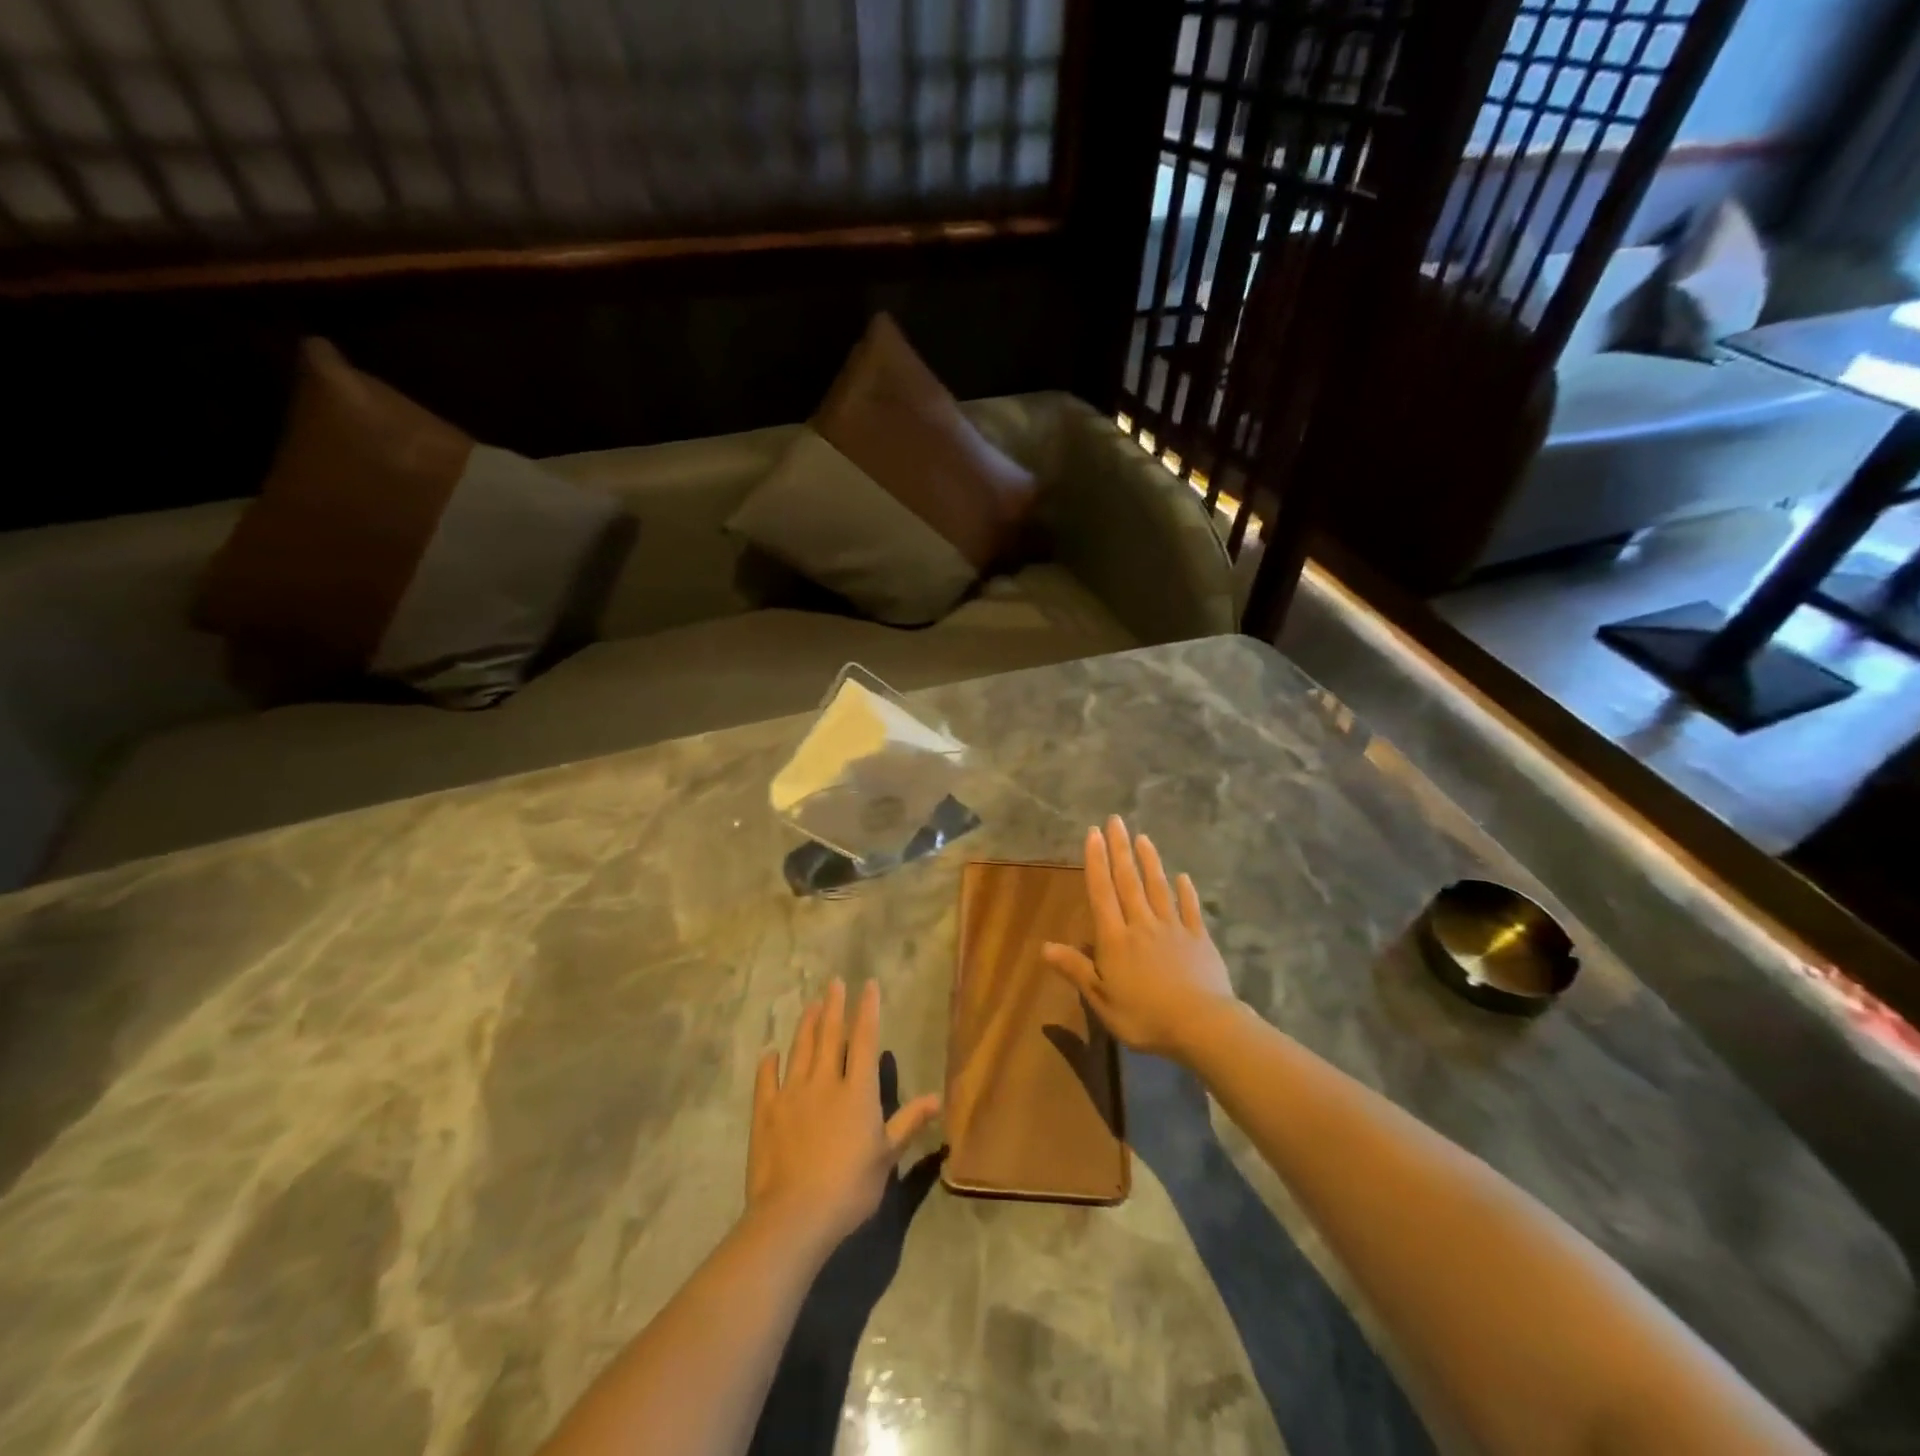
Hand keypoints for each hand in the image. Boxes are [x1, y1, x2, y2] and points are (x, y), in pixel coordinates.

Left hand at [746, 979, 940, 1248]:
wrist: (795, 1215)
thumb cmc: (850, 1187)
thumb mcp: (887, 1156)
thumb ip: (908, 1122)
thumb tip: (938, 1098)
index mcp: (857, 1090)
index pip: (864, 1040)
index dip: (867, 1010)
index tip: (868, 984)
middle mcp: (825, 1082)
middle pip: (829, 1035)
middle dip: (834, 1007)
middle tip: (834, 982)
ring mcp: (792, 1094)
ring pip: (800, 1050)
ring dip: (806, 1025)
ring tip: (811, 1005)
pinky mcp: (766, 1113)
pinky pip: (767, 1081)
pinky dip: (768, 1065)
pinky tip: (769, 1053)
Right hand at [1043, 816, 1237, 1059]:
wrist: (1202, 1026)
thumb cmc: (1145, 1017)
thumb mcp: (1101, 1000)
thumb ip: (1076, 970)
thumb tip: (1044, 946)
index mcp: (1115, 939)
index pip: (1101, 892)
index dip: (1096, 862)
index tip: (1093, 834)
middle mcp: (1142, 925)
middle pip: (1128, 881)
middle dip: (1120, 850)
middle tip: (1115, 821)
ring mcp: (1173, 929)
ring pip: (1158, 888)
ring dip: (1149, 861)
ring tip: (1142, 837)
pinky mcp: (1199, 939)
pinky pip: (1190, 909)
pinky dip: (1186, 892)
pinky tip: (1183, 877)